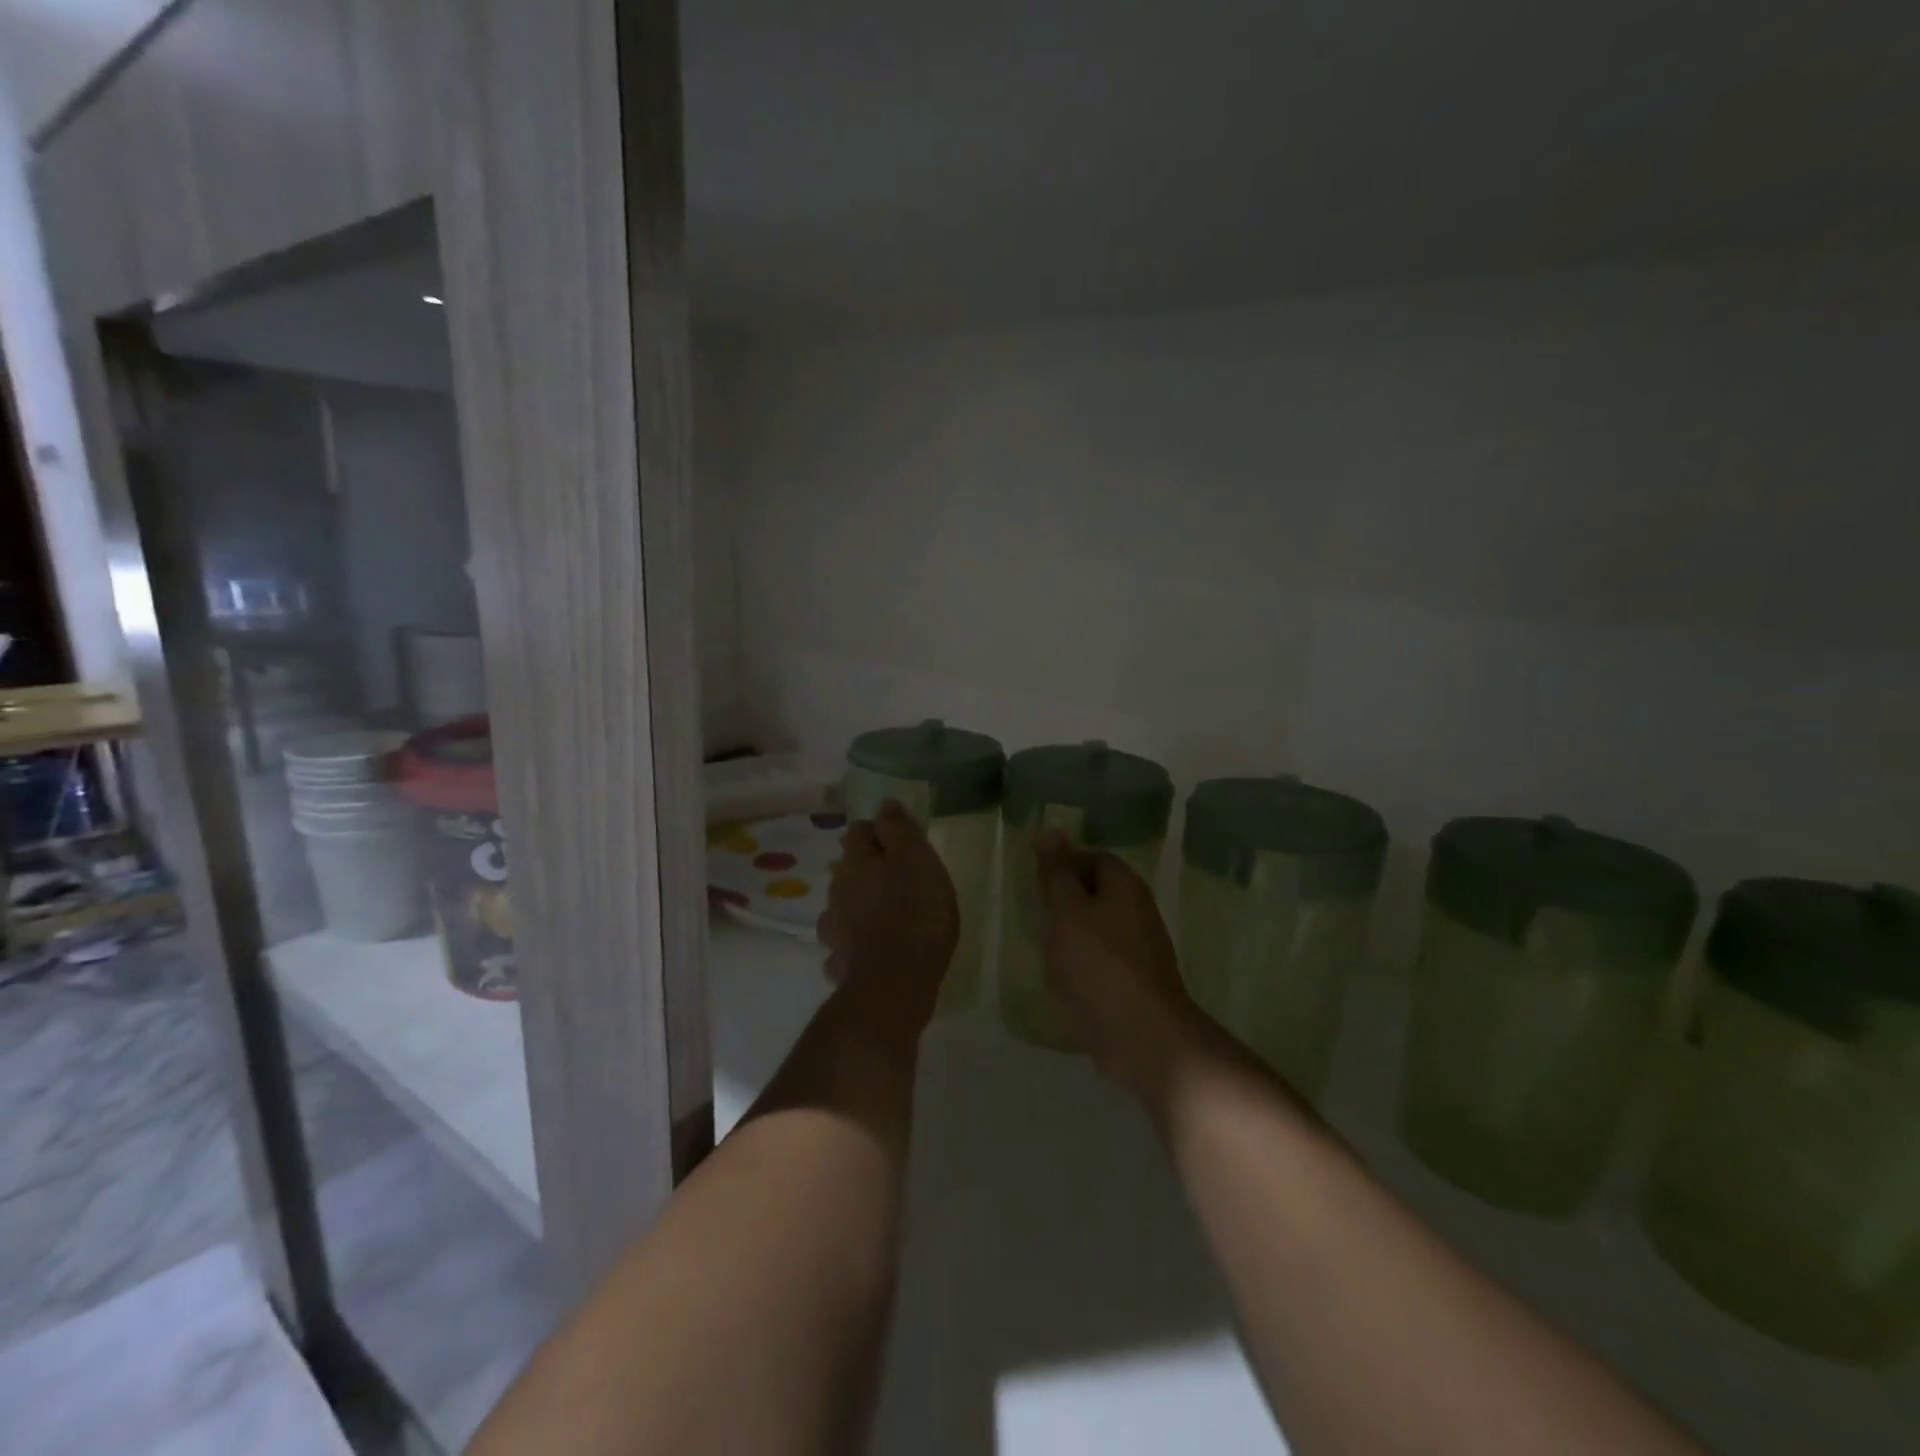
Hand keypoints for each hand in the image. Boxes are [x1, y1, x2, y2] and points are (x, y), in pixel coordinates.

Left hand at [817, 800, 959, 1028]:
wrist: (896, 982)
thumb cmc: (915, 911)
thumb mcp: (917, 859)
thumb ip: (899, 829)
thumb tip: (884, 805)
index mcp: (855, 862)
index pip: (857, 832)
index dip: (877, 831)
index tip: (900, 839)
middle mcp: (837, 892)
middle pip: (848, 870)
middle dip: (867, 870)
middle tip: (898, 878)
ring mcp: (835, 931)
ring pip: (842, 908)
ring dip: (857, 907)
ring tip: (882, 915)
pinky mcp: (842, 965)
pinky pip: (847, 947)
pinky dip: (856, 945)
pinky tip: (871, 951)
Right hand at [1036, 831, 1202, 1097]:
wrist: (1140, 1035)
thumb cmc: (1098, 963)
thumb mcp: (1067, 911)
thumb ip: (1057, 873)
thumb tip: (1052, 829)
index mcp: (1125, 887)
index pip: (1094, 858)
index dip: (1064, 865)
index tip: (1036, 884)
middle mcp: (1137, 912)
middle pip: (1095, 894)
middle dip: (1063, 904)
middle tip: (1035, 917)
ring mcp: (1139, 950)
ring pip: (1096, 930)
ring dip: (1069, 938)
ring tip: (1044, 951)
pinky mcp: (1134, 983)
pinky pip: (1101, 963)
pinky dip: (1080, 967)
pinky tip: (1062, 982)